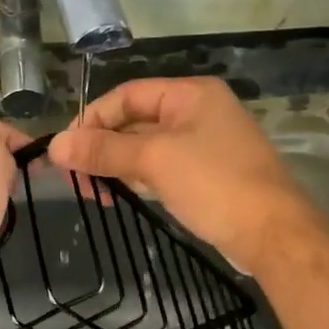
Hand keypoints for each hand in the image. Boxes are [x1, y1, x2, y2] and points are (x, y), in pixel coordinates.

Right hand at [48, 77, 311, 273]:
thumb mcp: (154, 161)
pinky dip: (138, 178)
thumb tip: (55, 145)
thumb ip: (104, 150)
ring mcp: (204, 145)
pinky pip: (161, 168)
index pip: (127, 95)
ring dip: (116, 165)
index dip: (92, 118)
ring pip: (146, 148)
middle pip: (135, 121)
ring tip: (92, 192)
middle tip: (75, 177)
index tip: (66, 149)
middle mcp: (198, 112)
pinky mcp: (206, 175)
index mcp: (191, 94)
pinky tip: (119, 195)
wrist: (273, 234)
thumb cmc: (215, 184)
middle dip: (102, 146)